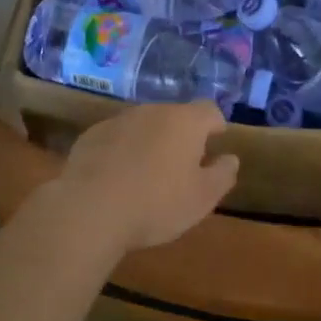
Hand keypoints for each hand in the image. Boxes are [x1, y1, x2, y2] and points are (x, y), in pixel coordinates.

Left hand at [48, 102, 239, 257]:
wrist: (90, 210)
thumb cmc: (156, 204)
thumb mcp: (202, 198)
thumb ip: (222, 175)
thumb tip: (231, 159)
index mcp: (185, 122)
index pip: (209, 110)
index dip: (215, 126)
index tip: (215, 144)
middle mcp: (152, 111)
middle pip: (175, 116)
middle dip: (181, 136)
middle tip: (182, 166)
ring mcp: (118, 120)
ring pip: (143, 126)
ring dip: (150, 142)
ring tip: (147, 175)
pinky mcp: (91, 135)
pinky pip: (116, 138)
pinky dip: (122, 151)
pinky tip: (117, 179)